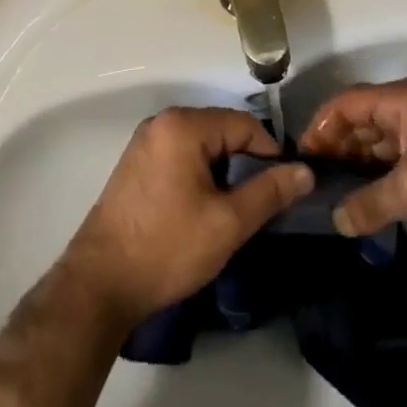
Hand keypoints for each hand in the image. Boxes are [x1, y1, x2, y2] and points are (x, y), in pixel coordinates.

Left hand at [62, 107, 312, 326]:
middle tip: (261, 203)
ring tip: (235, 209)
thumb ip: (269, 192)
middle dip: (246, 162)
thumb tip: (305, 171)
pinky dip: (200, 174)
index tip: (284, 189)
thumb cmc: (168, 247)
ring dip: (223, 170)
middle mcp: (162, 123)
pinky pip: (181, 156)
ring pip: (202, 146)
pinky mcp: (136, 164)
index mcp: (183, 126)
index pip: (244, 124)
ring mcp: (145, 142)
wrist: (100, 284)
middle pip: (221, 131)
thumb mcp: (228, 222)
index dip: (270, 153)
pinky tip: (203, 209)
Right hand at [300, 79, 406, 251]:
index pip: (348, 103)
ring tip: (330, 193)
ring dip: (356, 164)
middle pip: (361, 121)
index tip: (301, 156)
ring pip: (378, 143)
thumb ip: (368, 203)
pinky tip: (361, 201)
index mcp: (403, 101)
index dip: (321, 126)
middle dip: (336, 147)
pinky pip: (395, 161)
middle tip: (312, 180)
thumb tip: (336, 219)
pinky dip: (377, 176)